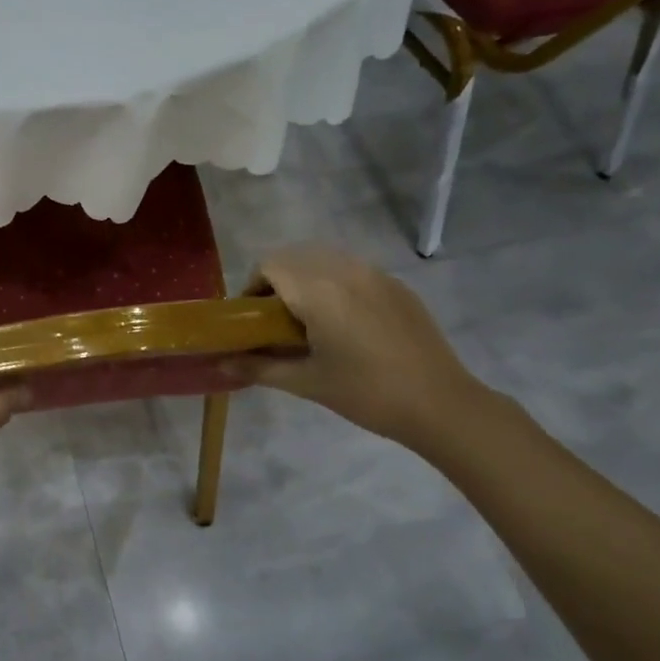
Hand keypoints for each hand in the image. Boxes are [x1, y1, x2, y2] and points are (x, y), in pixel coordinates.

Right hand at [229, 245, 488, 452]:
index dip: (252, 287)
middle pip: (296, 257)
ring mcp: (376, 275)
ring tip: (310, 322)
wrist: (440, 404)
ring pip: (326, 260)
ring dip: (306, 280)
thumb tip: (220, 365)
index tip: (252, 319)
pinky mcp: (397, 286)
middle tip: (276, 323)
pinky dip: (335, 285)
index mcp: (318, 291)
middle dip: (277, 282)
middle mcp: (345, 270)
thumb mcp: (306, 382)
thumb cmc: (365, 394)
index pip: (269, 265)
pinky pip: (353, 271)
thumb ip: (258, 368)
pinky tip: (345, 326)